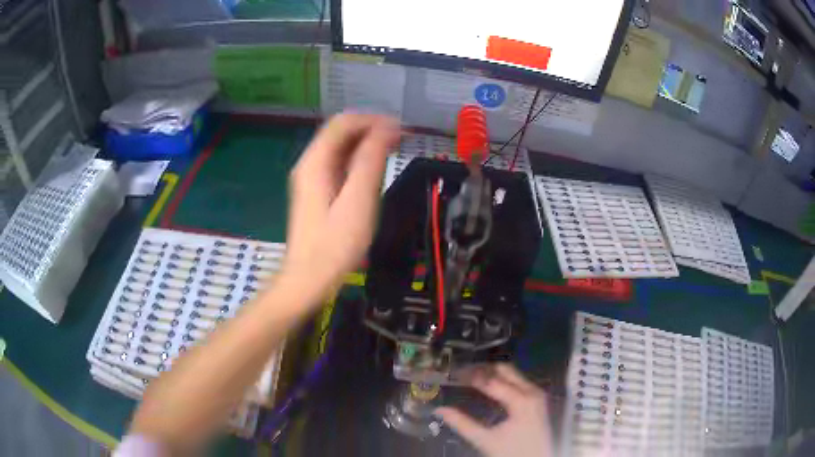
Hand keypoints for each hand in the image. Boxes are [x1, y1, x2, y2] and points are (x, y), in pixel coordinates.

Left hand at [282, 113, 400, 296]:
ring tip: (394, 150)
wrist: (309, 279)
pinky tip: (375, 169)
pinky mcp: (317, 192)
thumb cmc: (335, 245)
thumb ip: (370, 161)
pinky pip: (339, 164)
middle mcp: (310, 164)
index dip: (373, 120)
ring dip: (366, 143)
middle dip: (371, 129)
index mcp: (315, 162)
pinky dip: (359, 160)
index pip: (343, 123)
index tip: (401, 129)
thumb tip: (387, 129)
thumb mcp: (358, 200)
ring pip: (340, 148)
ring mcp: (311, 178)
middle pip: (340, 132)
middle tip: (401, 139)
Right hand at [436, 364, 552, 456]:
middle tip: (463, 373)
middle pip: (505, 370)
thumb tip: (440, 410)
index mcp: (521, 400)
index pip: (491, 380)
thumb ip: (462, 424)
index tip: (454, 373)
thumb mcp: (485, 439)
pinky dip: (502, 381)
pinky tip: (489, 388)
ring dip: (492, 374)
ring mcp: (537, 394)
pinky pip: (519, 382)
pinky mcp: (538, 399)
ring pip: (513, 374)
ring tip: (472, 379)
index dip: (471, 375)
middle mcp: (532, 391)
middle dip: (483, 370)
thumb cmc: (513, 451)